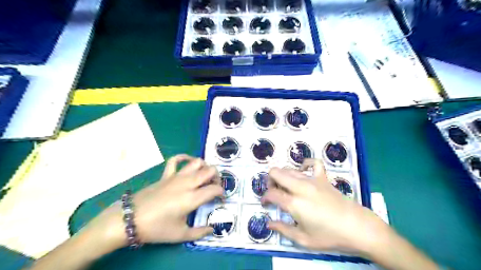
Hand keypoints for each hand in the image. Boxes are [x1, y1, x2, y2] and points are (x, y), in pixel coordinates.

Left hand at [131, 154, 221, 244]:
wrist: (130, 219)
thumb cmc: (156, 228)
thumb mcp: (180, 235)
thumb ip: (200, 232)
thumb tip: (212, 229)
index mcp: (193, 198)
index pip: (215, 189)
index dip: (222, 193)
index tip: (221, 200)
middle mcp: (187, 183)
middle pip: (210, 170)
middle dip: (217, 177)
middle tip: (215, 187)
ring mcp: (176, 176)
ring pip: (197, 162)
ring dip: (205, 167)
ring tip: (205, 176)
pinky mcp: (166, 175)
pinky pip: (175, 160)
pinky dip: (184, 157)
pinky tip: (188, 162)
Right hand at [262, 159, 387, 254]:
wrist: (357, 227)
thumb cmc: (329, 236)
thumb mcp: (303, 239)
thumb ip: (283, 230)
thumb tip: (269, 223)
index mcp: (294, 203)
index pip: (271, 194)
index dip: (264, 198)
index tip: (265, 204)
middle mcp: (300, 187)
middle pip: (276, 173)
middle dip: (270, 181)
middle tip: (274, 193)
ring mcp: (312, 180)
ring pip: (289, 169)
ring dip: (282, 176)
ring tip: (285, 187)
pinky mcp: (323, 178)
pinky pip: (313, 163)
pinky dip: (305, 165)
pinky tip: (303, 172)